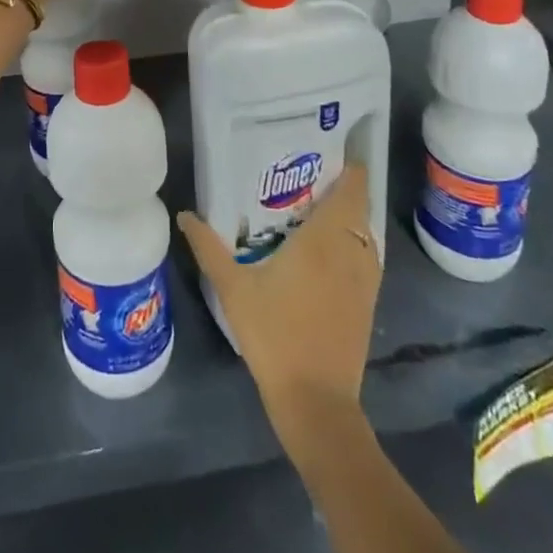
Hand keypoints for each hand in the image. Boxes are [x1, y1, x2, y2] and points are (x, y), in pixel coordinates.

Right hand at [178, 164, 380, 451]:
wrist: (316, 402)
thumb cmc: (274, 334)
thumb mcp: (233, 288)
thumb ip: (208, 247)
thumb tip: (185, 214)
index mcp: (325, 239)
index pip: (352, 189)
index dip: (350, 166)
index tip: (329, 149)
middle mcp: (351, 252)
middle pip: (358, 208)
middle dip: (342, 188)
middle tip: (309, 174)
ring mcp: (364, 281)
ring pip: (365, 235)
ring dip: (350, 218)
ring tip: (317, 207)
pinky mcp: (367, 305)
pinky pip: (367, 259)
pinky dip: (354, 245)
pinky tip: (328, 253)